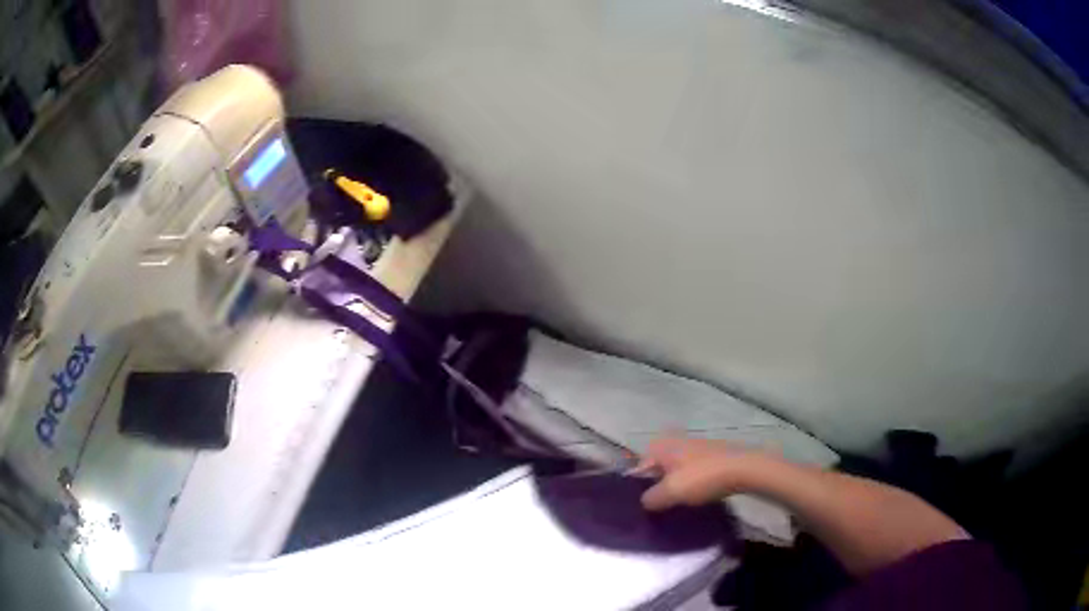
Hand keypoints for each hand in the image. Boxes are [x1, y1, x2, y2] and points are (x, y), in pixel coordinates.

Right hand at [638, 437, 771, 510]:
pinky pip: (694, 469)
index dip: (638, 485)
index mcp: (662, 446)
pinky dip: (692, 481)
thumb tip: (645, 501)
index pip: (640, 466)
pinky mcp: (712, 454)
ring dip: (677, 483)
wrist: (743, 468)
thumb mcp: (670, 492)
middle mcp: (676, 441)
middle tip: (660, 504)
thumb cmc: (702, 477)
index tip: (644, 504)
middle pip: (659, 466)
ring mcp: (696, 446)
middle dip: (658, 483)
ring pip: (677, 468)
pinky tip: (697, 495)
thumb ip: (651, 498)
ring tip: (679, 502)